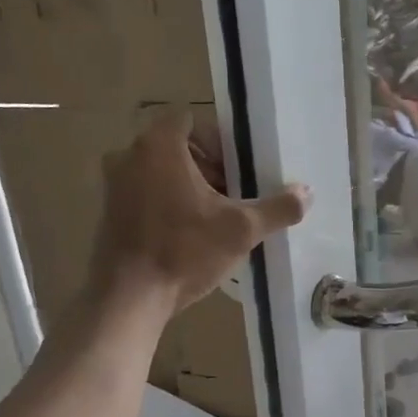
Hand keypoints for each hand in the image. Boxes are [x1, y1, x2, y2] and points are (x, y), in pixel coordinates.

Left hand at [91, 109, 310, 316]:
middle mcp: (129, 156)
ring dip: (189, 188)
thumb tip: (308, 192)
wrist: (130, 297)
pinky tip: (189, 237)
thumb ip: (277, 208)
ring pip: (160, 173)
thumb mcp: (241, 230)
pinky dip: (167, 205)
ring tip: (215, 219)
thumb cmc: (185, 252)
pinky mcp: (109, 213)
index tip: (239, 169)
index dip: (219, 141)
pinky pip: (145, 195)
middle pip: (177, 148)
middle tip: (234, 196)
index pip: (191, 120)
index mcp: (159, 146)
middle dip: (209, 167)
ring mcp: (114, 185)